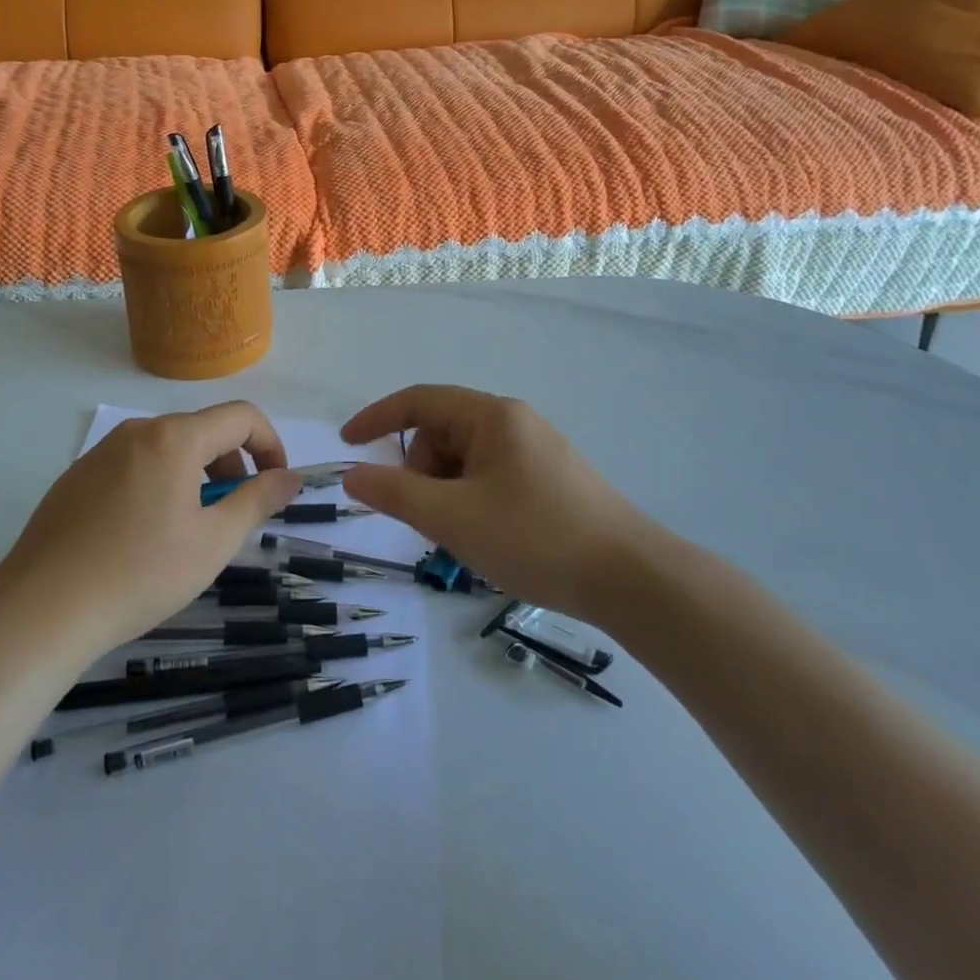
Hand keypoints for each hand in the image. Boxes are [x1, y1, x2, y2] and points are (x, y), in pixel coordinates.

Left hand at [0, 403, 300, 653]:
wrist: (41, 609)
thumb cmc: (140, 574)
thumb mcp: (213, 542)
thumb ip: (258, 500)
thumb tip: (290, 477)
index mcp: (174, 438)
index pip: (241, 416)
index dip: (270, 445)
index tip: (275, 486)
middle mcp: (137, 431)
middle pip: (202, 430)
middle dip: (231, 465)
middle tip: (232, 517)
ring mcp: (101, 452)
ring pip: (166, 448)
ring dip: (195, 476)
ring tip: (188, 531)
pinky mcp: (76, 476)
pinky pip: (133, 465)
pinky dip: (158, 485)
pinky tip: (142, 537)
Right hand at [340, 385, 658, 622]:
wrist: (632, 579)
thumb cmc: (535, 537)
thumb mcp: (453, 517)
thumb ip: (395, 493)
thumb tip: (351, 475)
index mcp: (491, 416)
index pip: (419, 400)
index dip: (378, 418)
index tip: (348, 444)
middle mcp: (514, 422)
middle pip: (443, 433)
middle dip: (421, 472)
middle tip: (428, 519)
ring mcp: (536, 450)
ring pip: (466, 460)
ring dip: (447, 492)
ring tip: (463, 536)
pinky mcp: (552, 479)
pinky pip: (491, 477)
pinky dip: (472, 501)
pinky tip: (488, 537)